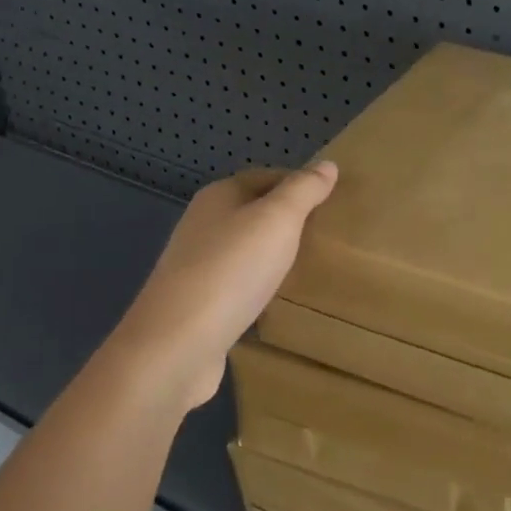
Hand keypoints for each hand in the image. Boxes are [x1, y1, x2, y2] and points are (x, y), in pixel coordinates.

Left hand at [112, 162, 338, 409]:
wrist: (176, 346)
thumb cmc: (232, 270)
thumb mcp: (278, 219)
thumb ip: (304, 190)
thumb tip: (327, 164)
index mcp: (219, 197)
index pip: (267, 177)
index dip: (300, 185)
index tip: (334, 202)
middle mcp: (202, 225)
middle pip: (254, 212)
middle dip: (288, 220)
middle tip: (327, 234)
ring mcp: (196, 267)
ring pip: (245, 249)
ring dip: (273, 254)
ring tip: (309, 265)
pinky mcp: (197, 305)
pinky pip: (237, 284)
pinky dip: (258, 286)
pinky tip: (277, 299)